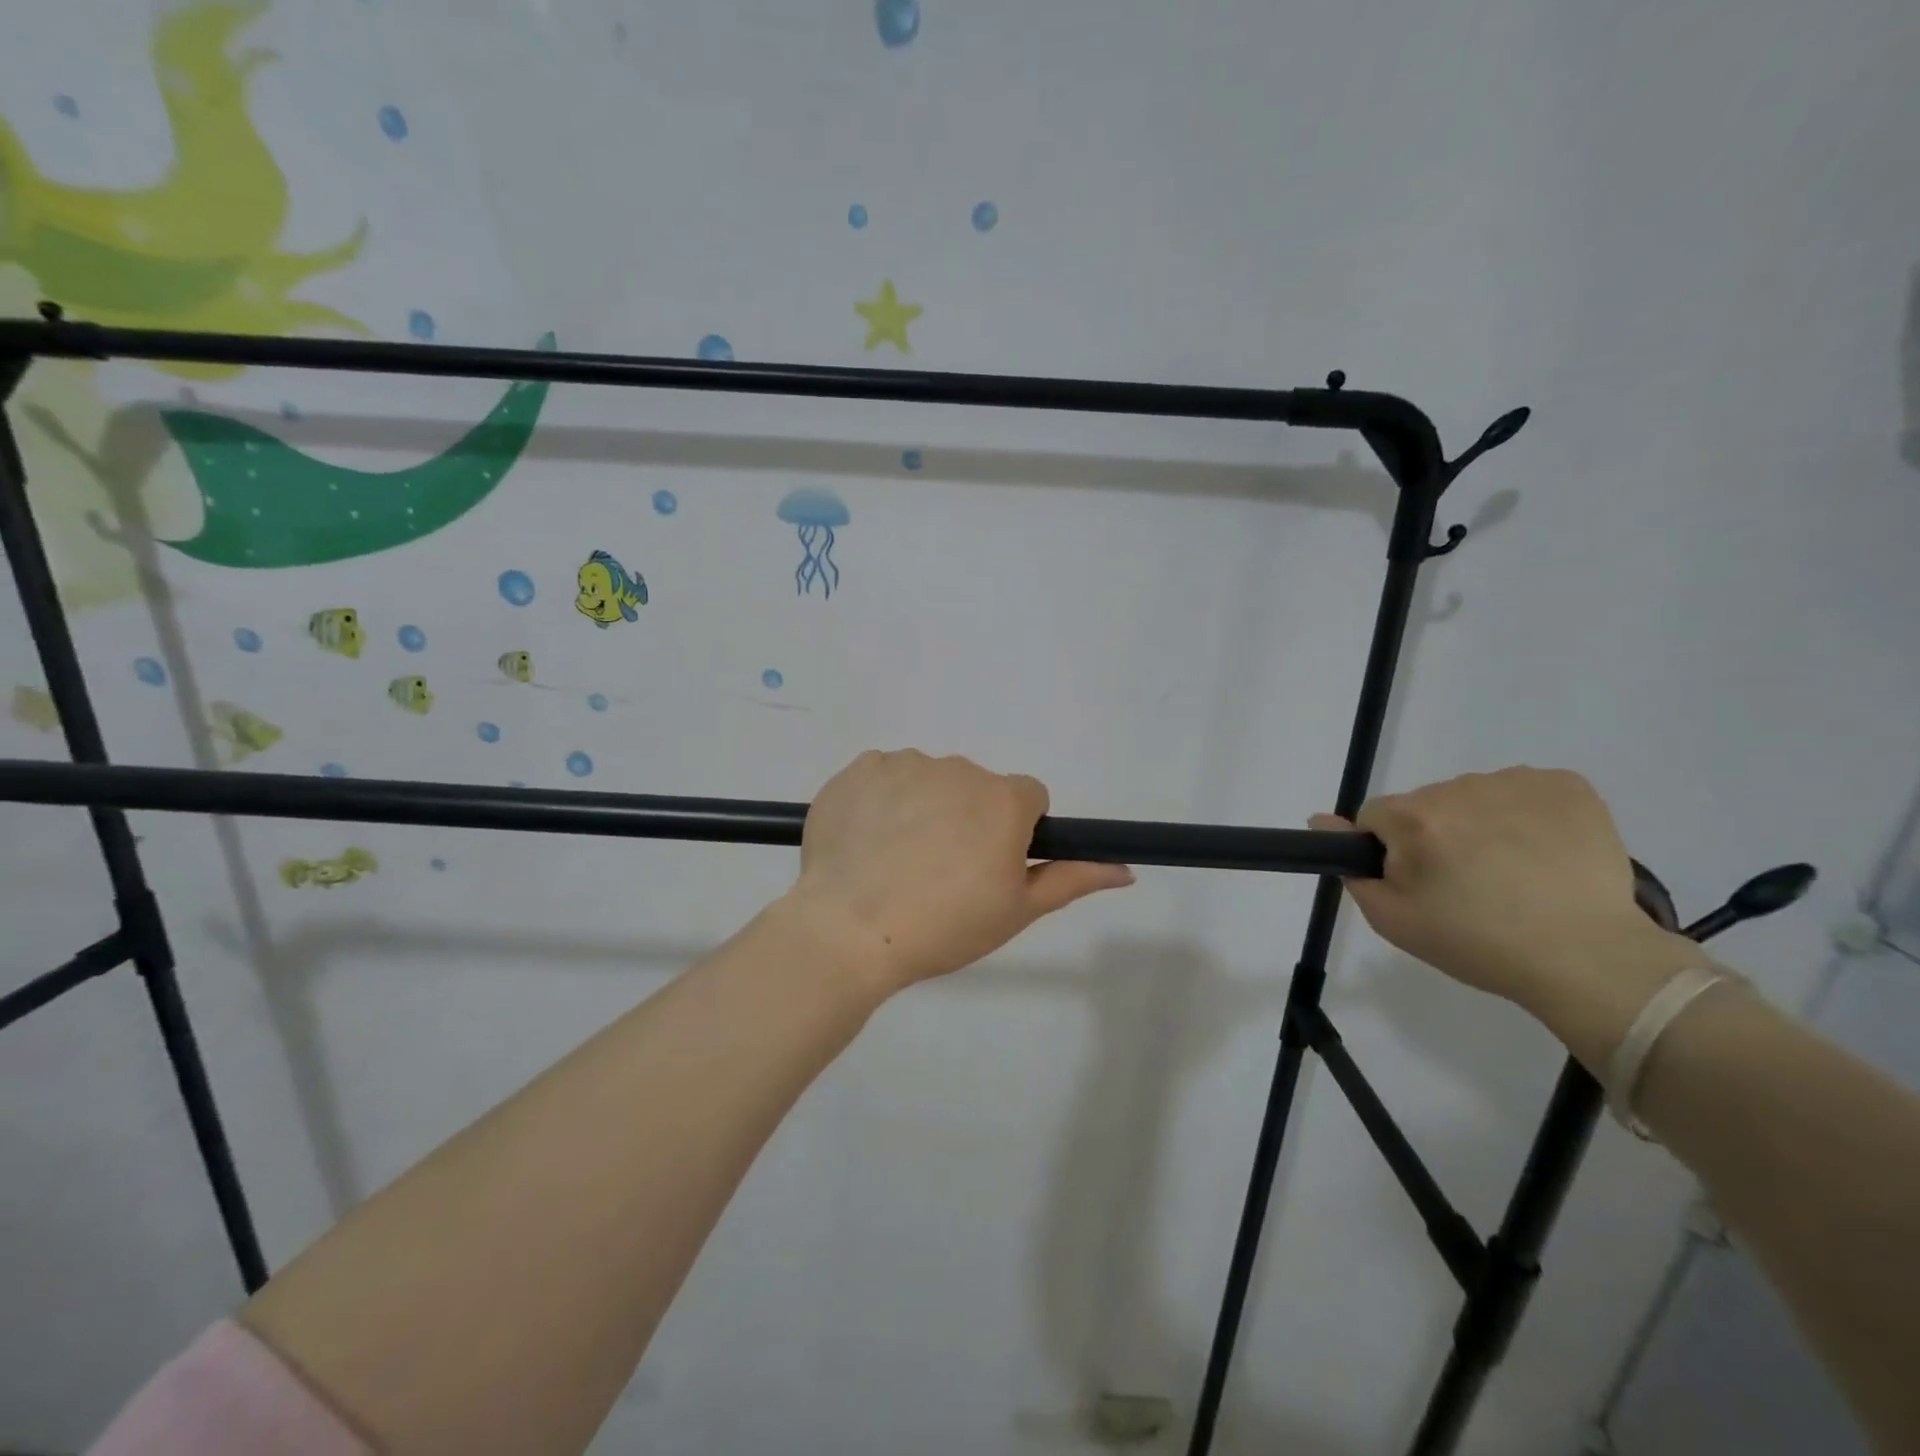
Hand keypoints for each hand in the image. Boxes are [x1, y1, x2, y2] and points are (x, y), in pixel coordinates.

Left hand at [787, 749, 1134, 992]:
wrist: (848, 930)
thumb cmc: (944, 926)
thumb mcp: (1016, 911)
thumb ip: (1072, 879)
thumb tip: (1125, 870)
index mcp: (1003, 799)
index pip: (1028, 797)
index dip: (1015, 831)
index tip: (990, 866)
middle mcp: (958, 769)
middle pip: (976, 788)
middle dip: (967, 819)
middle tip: (940, 873)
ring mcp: (904, 764)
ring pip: (929, 780)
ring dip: (923, 808)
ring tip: (897, 862)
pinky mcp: (858, 769)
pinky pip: (884, 777)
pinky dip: (882, 801)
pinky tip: (867, 842)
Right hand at [1312, 767, 1670, 1009]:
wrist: (1590, 960)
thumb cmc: (1479, 944)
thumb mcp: (1394, 920)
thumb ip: (1351, 868)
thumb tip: (1321, 820)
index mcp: (1413, 818)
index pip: (1375, 816)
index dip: (1391, 852)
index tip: (1420, 885)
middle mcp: (1458, 787)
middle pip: (1426, 805)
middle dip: (1436, 837)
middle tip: (1467, 888)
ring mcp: (1517, 782)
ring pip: (1474, 797)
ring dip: (1481, 824)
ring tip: (1513, 874)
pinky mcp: (1568, 785)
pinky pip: (1525, 790)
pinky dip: (1528, 815)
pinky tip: (1544, 853)